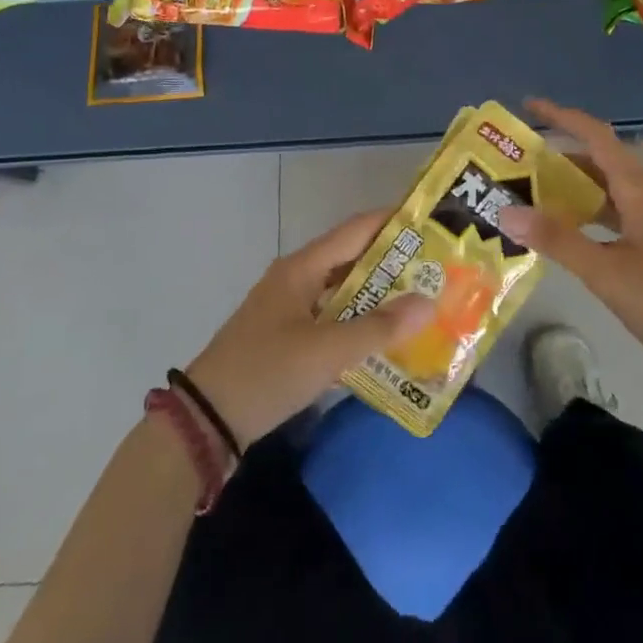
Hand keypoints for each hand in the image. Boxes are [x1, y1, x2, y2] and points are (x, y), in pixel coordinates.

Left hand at [185, 210, 434, 446]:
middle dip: (393, 264)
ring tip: (420, 303)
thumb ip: (378, 328)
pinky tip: (384, 339)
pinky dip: (358, 322)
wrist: (206, 419)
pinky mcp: (287, 335)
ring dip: (377, 296)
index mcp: (302, 268)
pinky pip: (332, 317)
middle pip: (352, 259)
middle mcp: (297, 278)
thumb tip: (428, 302)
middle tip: (435, 271)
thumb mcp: (327, 351)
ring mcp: (289, 307)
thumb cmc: (267, 372)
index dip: (392, 223)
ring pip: (343, 290)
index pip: (356, 230)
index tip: (430, 225)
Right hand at [496, 99, 642, 390]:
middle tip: (525, 166)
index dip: (563, 116)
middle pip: (607, 160)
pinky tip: (583, 234)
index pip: (597, 136)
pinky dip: (601, 211)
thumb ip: (557, 240)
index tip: (529, 105)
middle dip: (565, 157)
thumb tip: (507, 211)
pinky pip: (630, 210)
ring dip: (583, 187)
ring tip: (544, 198)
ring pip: (619, 188)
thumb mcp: (607, 274)